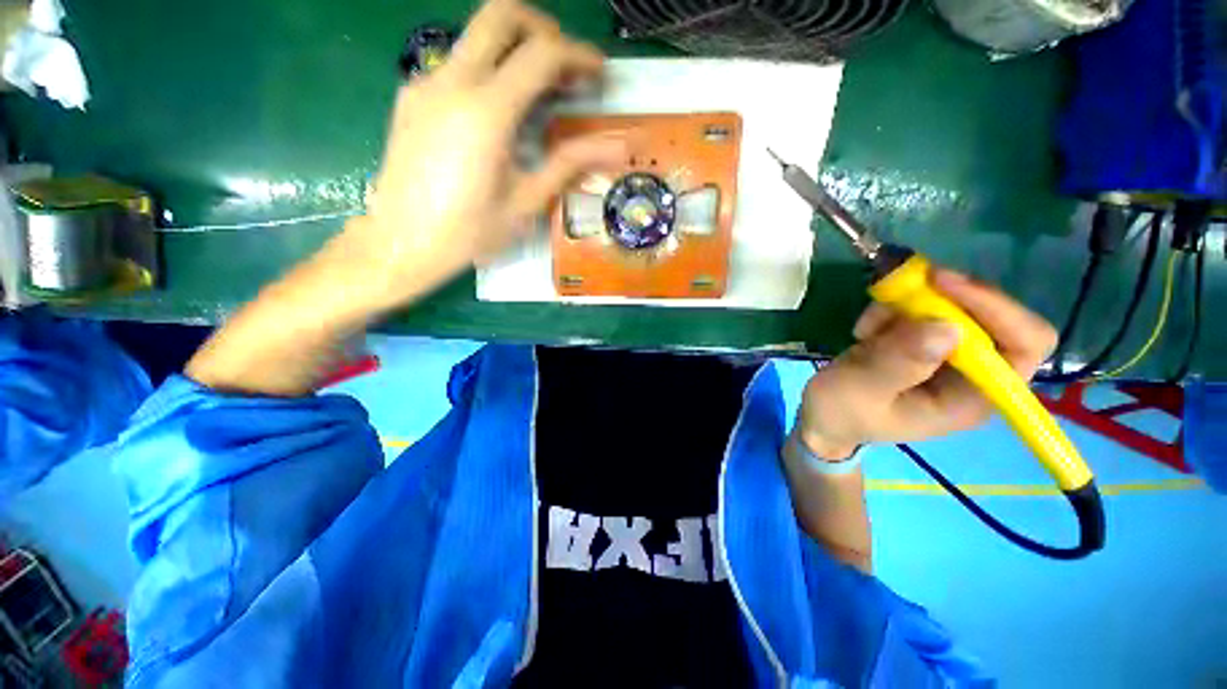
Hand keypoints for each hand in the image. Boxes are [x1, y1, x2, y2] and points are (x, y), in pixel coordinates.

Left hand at [326, 0, 627, 311]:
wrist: (400, 243)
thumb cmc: (469, 233)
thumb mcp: (526, 203)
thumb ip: (569, 165)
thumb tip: (616, 147)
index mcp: (487, 112)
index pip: (541, 53)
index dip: (578, 55)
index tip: (598, 73)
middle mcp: (453, 81)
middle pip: (501, 13)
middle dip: (543, 28)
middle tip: (566, 65)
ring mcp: (426, 83)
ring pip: (476, 35)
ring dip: (515, 48)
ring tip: (540, 93)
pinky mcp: (411, 96)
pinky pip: (458, 63)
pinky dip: (489, 70)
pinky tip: (500, 113)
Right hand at [794, 269, 1058, 458]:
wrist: (822, 416)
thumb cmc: (840, 414)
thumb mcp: (858, 390)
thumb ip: (897, 364)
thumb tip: (945, 326)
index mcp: (972, 398)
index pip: (1023, 345)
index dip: (996, 309)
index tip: (943, 284)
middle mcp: (974, 375)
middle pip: (993, 317)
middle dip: (945, 299)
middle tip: (900, 290)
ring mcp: (950, 357)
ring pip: (955, 306)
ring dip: (910, 304)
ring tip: (867, 327)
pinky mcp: (925, 344)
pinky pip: (925, 309)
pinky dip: (894, 308)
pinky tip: (866, 330)